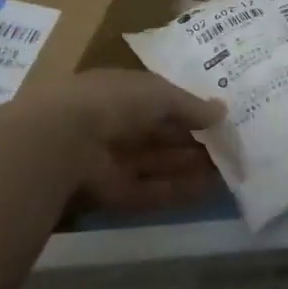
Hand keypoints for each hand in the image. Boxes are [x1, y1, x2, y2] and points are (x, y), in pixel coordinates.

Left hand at [2, 70, 225, 212]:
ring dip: (189, 166)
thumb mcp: (159, 93)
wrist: (59, 142)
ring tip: (227, 169)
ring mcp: (109, 162)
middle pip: (158, 136)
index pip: (156, 102)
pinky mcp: (110, 195)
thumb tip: (222, 112)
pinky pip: (149, 191)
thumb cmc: (112, 102)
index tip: (217, 119)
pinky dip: (177, 191)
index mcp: (117, 93)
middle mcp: (112, 126)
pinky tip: (208, 190)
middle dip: (191, 141)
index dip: (187, 110)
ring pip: (156, 164)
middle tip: (228, 147)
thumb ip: (190, 105)